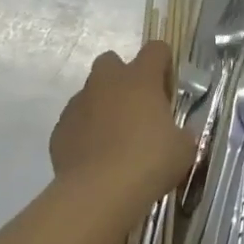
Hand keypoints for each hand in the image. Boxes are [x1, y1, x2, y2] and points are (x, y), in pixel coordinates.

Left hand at [50, 42, 191, 206]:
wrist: (98, 193)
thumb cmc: (149, 162)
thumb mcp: (183, 149)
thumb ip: (182, 134)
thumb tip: (178, 135)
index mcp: (140, 78)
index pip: (156, 49)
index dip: (163, 64)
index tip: (167, 90)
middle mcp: (107, 82)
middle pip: (112, 61)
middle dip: (123, 78)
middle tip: (137, 108)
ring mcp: (79, 103)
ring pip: (90, 92)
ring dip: (102, 106)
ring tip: (115, 139)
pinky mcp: (60, 129)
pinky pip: (75, 122)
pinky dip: (85, 132)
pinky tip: (95, 157)